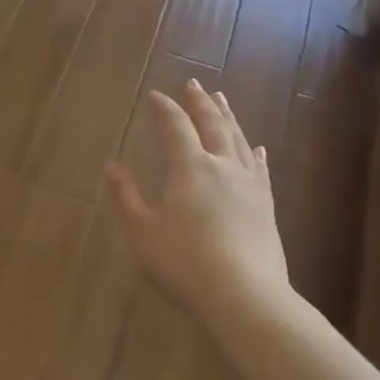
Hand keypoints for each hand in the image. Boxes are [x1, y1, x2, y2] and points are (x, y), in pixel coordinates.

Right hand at [108, 79, 289, 321]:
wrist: (245, 296)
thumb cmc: (185, 263)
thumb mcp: (143, 233)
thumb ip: (126, 197)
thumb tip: (113, 166)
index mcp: (190, 167)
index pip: (175, 127)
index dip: (165, 108)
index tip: (156, 95)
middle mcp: (222, 166)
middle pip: (213, 124)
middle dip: (200, 102)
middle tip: (194, 83)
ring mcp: (249, 185)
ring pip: (238, 140)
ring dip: (228, 117)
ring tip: (222, 100)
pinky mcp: (266, 206)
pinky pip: (259, 169)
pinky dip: (254, 153)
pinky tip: (257, 148)